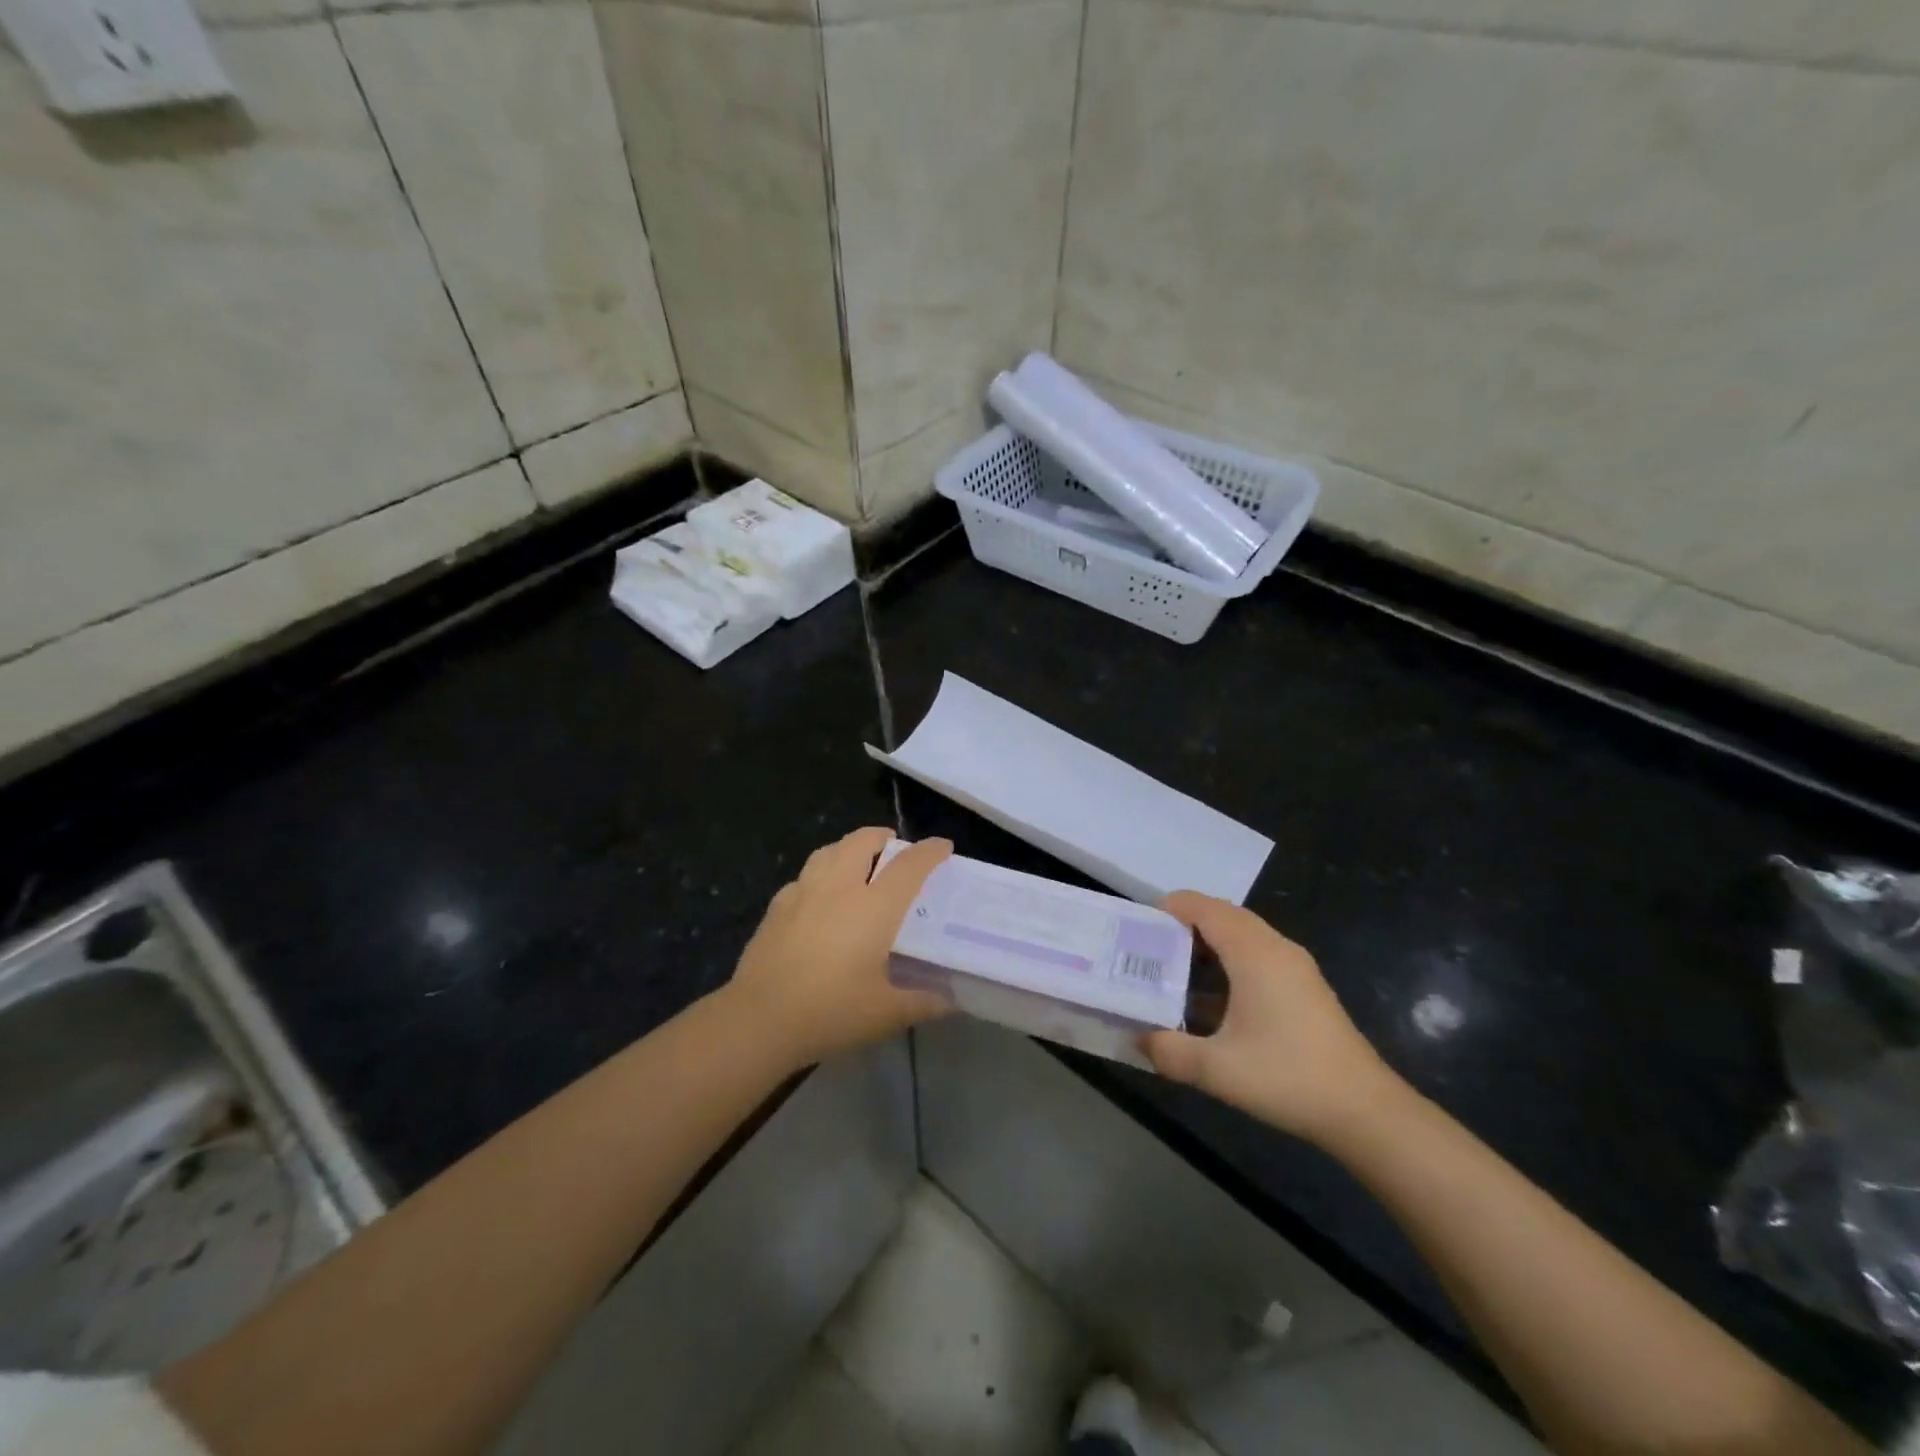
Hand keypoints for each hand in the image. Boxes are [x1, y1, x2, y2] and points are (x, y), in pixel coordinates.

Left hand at [724, 827, 953, 1067]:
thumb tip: (951, 1001)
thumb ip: (922, 1003)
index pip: (908, 865)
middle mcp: (839, 888)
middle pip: (861, 842)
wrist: (760, 1019)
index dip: (929, 851)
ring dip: (848, 847)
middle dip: (881, 836)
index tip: (943, 846)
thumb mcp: (885, 1014)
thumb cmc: (831, 1011)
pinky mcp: (776, 907)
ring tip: (857, 860)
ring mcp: (803, 893)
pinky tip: (818, 896)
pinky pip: (803, 876)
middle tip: (893, 847)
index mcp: (874, 907)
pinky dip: (819, 874)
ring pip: (828, 851)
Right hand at [1143, 893, 1404, 1144]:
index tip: (1140, 925)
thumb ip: (1169, 1051)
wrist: (1364, 1111)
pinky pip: (1258, 954)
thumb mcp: (1216, 1069)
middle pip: (1224, 916)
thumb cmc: (1287, 1077)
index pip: (1205, 908)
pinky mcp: (1305, 987)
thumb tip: (1138, 1038)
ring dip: (1208, 942)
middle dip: (1185, 923)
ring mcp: (1295, 966)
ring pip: (1243, 935)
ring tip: (1174, 967)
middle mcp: (1275, 948)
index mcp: (1253, 953)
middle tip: (1150, 946)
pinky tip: (1212, 997)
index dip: (1171, 908)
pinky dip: (1229, 959)